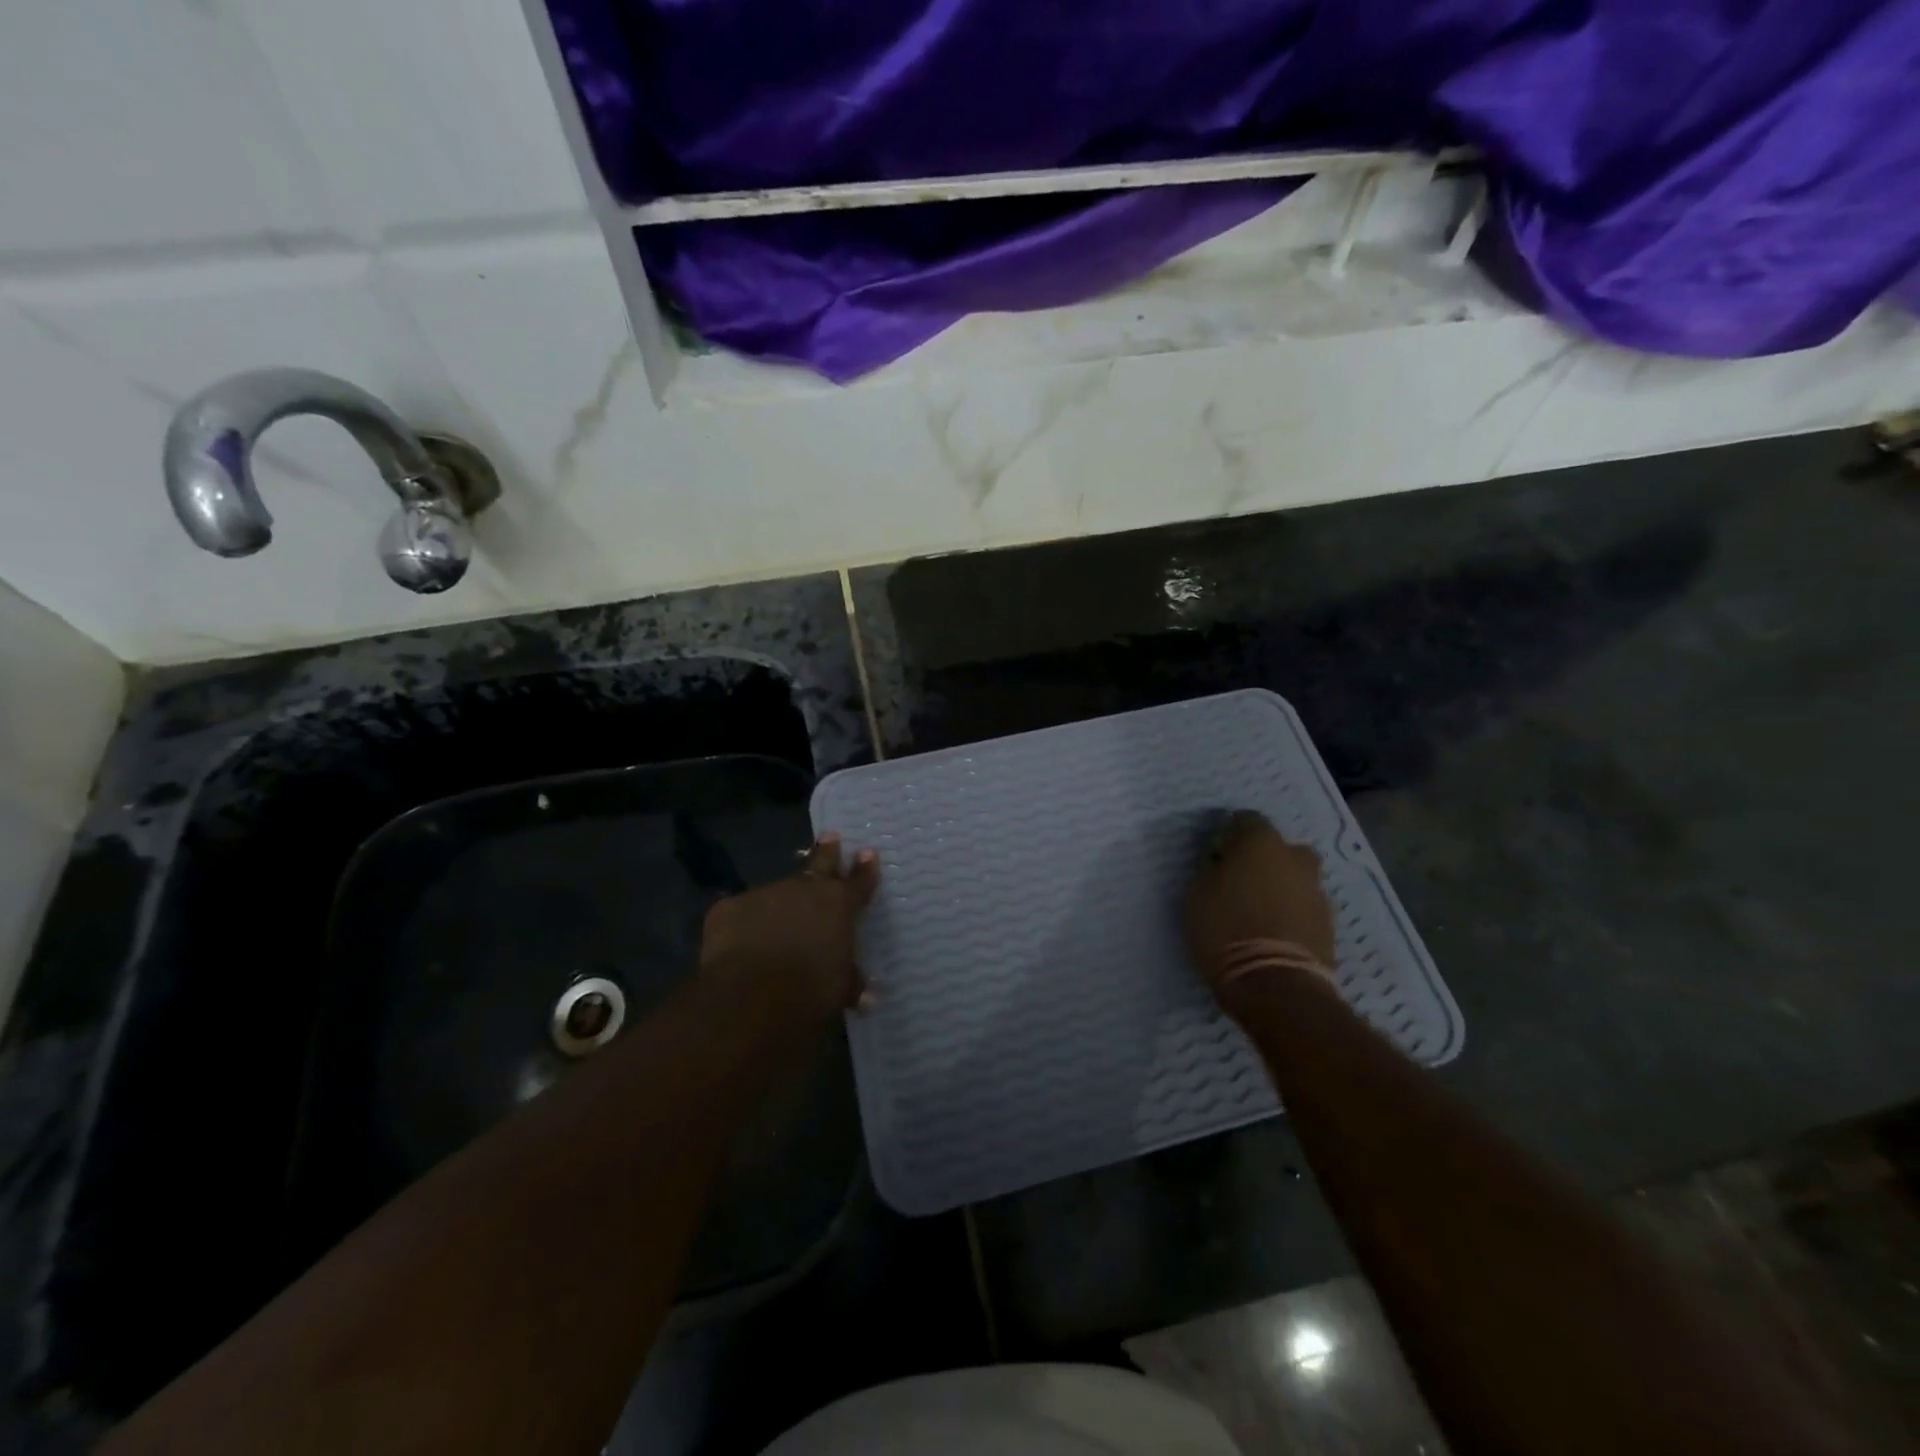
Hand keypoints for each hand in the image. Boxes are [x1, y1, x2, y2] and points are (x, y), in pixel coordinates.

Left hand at [699, 833, 878, 1022]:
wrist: (750, 993)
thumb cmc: (810, 989)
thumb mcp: (840, 989)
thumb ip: (852, 984)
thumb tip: (869, 997)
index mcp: (838, 903)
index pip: (859, 881)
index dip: (865, 869)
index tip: (868, 853)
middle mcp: (804, 889)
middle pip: (820, 863)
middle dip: (827, 850)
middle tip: (830, 835)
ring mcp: (765, 893)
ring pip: (778, 892)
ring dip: (781, 901)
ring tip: (778, 918)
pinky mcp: (730, 907)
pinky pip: (742, 913)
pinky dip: (745, 924)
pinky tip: (741, 942)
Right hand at [1183, 810, 1335, 991]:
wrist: (1276, 984)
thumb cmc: (1226, 930)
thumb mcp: (1196, 894)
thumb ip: (1211, 869)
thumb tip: (1220, 861)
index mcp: (1261, 843)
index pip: (1246, 819)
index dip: (1229, 833)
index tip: (1216, 851)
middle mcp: (1295, 858)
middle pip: (1278, 847)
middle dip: (1262, 858)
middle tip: (1240, 880)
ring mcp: (1316, 891)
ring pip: (1295, 877)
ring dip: (1279, 886)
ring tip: (1257, 910)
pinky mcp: (1328, 923)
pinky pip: (1304, 906)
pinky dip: (1291, 912)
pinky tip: (1273, 930)